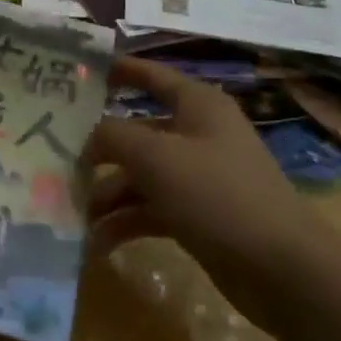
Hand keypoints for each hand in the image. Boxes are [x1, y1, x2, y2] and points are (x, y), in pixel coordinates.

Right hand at [87, 56, 322, 311]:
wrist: (283, 270)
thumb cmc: (218, 194)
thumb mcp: (157, 157)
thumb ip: (112, 137)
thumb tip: (87, 138)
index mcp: (197, 105)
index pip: (151, 75)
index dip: (117, 70)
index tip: (78, 72)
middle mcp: (197, 134)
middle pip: (136, 132)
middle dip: (98, 150)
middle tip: (56, 161)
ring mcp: (198, 177)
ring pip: (140, 176)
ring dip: (107, 194)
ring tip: (73, 216)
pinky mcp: (198, 215)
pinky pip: (151, 209)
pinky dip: (125, 222)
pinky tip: (97, 243)